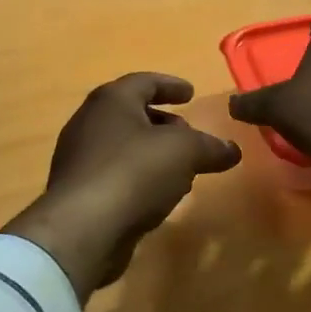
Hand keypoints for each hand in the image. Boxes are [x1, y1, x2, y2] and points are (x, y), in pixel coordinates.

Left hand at [4, 73, 241, 299]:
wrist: (82, 229)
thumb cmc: (134, 172)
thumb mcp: (184, 152)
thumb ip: (210, 147)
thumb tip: (232, 150)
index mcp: (112, 101)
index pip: (144, 82)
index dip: (170, 85)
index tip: (191, 93)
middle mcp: (90, 123)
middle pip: (131, 113)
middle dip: (163, 122)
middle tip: (188, 134)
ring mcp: (79, 159)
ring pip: (123, 146)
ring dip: (152, 153)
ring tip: (180, 168)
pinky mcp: (78, 192)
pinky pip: (115, 174)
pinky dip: (139, 177)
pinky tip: (158, 195)